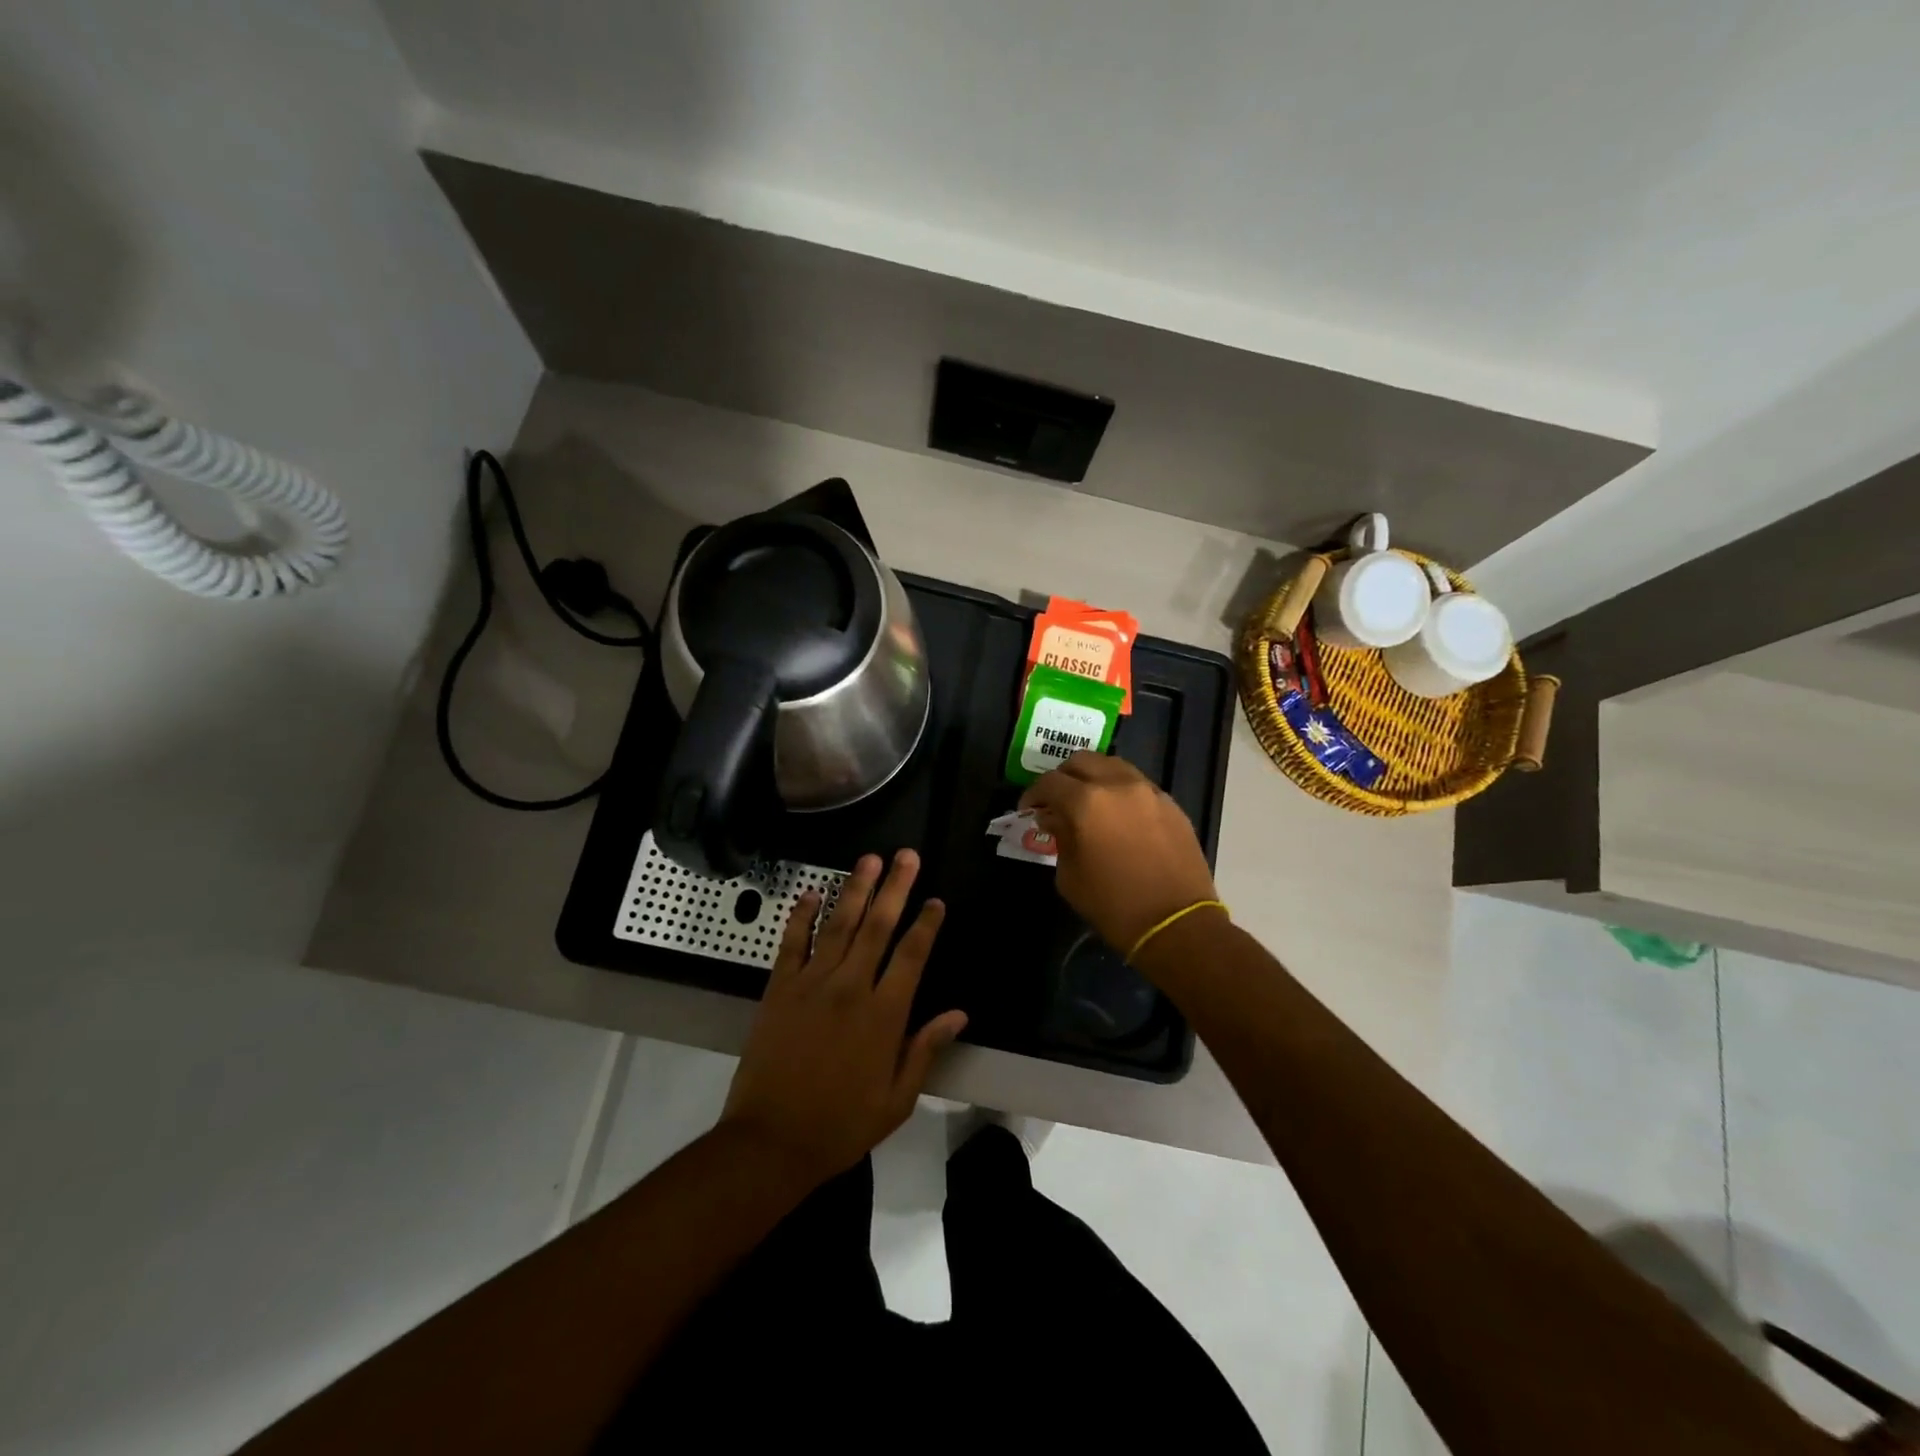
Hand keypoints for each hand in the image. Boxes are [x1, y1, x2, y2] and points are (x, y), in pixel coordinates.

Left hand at [719, 849, 967, 1186]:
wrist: (770, 1141)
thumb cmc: (840, 1125)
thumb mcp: (897, 1099)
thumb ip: (926, 1049)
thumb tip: (959, 1014)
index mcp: (884, 1015)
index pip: (912, 956)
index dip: (926, 924)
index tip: (936, 900)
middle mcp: (850, 988)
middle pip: (878, 927)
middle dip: (895, 888)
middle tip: (906, 856)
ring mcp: (812, 984)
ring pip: (838, 925)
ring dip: (854, 890)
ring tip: (868, 860)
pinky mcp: (779, 989)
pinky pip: (792, 943)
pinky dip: (801, 916)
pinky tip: (810, 893)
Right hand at [1019, 752, 1219, 955]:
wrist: (1176, 924)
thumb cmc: (1114, 906)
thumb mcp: (1070, 876)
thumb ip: (1059, 838)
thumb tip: (1055, 819)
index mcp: (1086, 802)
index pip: (1050, 782)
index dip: (1033, 794)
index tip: (1029, 810)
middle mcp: (1118, 785)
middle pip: (1081, 761)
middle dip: (1063, 777)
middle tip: (1056, 801)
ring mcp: (1148, 791)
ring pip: (1113, 765)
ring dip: (1094, 777)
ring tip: (1088, 802)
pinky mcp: (1170, 804)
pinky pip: (1137, 784)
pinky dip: (1120, 791)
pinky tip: (1118, 816)